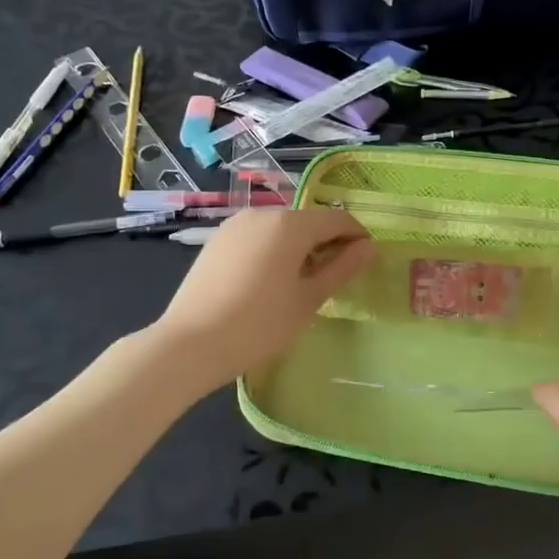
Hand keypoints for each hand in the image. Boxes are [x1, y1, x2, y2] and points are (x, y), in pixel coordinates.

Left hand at [153, 208, 373, 389]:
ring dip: (298, 247)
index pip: (337, 219)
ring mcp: (235, 225)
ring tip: (300, 283)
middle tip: (333, 279)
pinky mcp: (217, 241)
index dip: (356, 237)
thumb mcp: (308, 299)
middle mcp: (263, 213)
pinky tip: (268, 283)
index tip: (364, 262)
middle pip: (307, 221)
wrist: (190, 344)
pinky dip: (272, 251)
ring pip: (281, 229)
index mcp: (290, 224)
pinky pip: (257, 238)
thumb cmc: (259, 324)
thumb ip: (341, 268)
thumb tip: (368, 247)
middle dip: (326, 243)